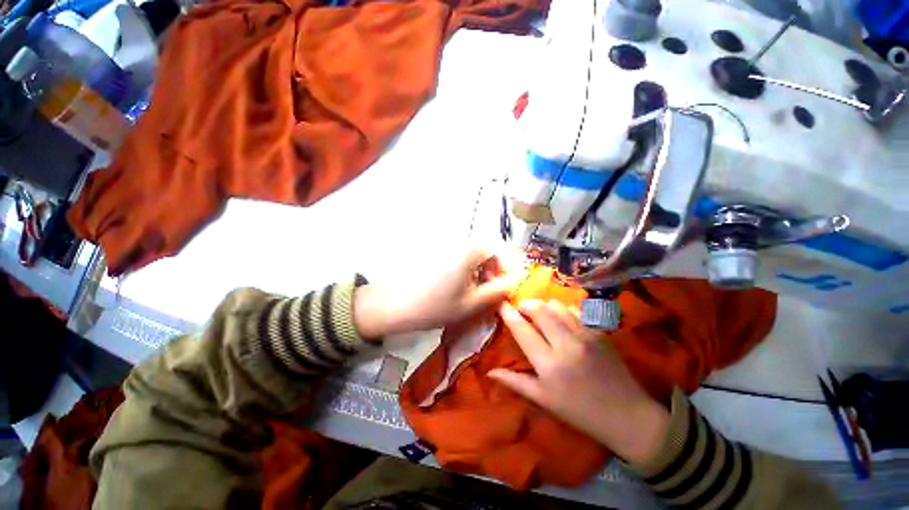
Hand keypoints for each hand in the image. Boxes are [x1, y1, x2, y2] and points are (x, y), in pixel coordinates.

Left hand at [354, 247, 519, 338]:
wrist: (400, 306)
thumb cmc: (437, 306)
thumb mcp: (473, 303)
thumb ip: (498, 291)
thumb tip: (514, 283)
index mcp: (471, 252)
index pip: (500, 251)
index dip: (507, 270)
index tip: (505, 288)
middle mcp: (461, 245)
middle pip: (488, 253)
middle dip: (495, 272)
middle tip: (492, 294)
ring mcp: (449, 250)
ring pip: (476, 258)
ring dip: (483, 274)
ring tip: (477, 295)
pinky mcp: (441, 257)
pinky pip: (464, 261)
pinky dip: (470, 273)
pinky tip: (463, 290)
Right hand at [489, 300, 669, 464]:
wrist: (628, 417)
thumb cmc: (579, 412)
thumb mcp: (544, 400)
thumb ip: (515, 382)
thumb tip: (489, 371)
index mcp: (549, 365)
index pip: (523, 330)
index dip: (509, 314)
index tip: (501, 305)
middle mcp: (566, 345)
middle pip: (540, 310)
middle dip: (526, 304)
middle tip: (521, 309)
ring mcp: (586, 336)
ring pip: (557, 306)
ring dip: (544, 305)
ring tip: (539, 313)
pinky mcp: (599, 332)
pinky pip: (575, 311)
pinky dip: (562, 310)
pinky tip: (560, 319)